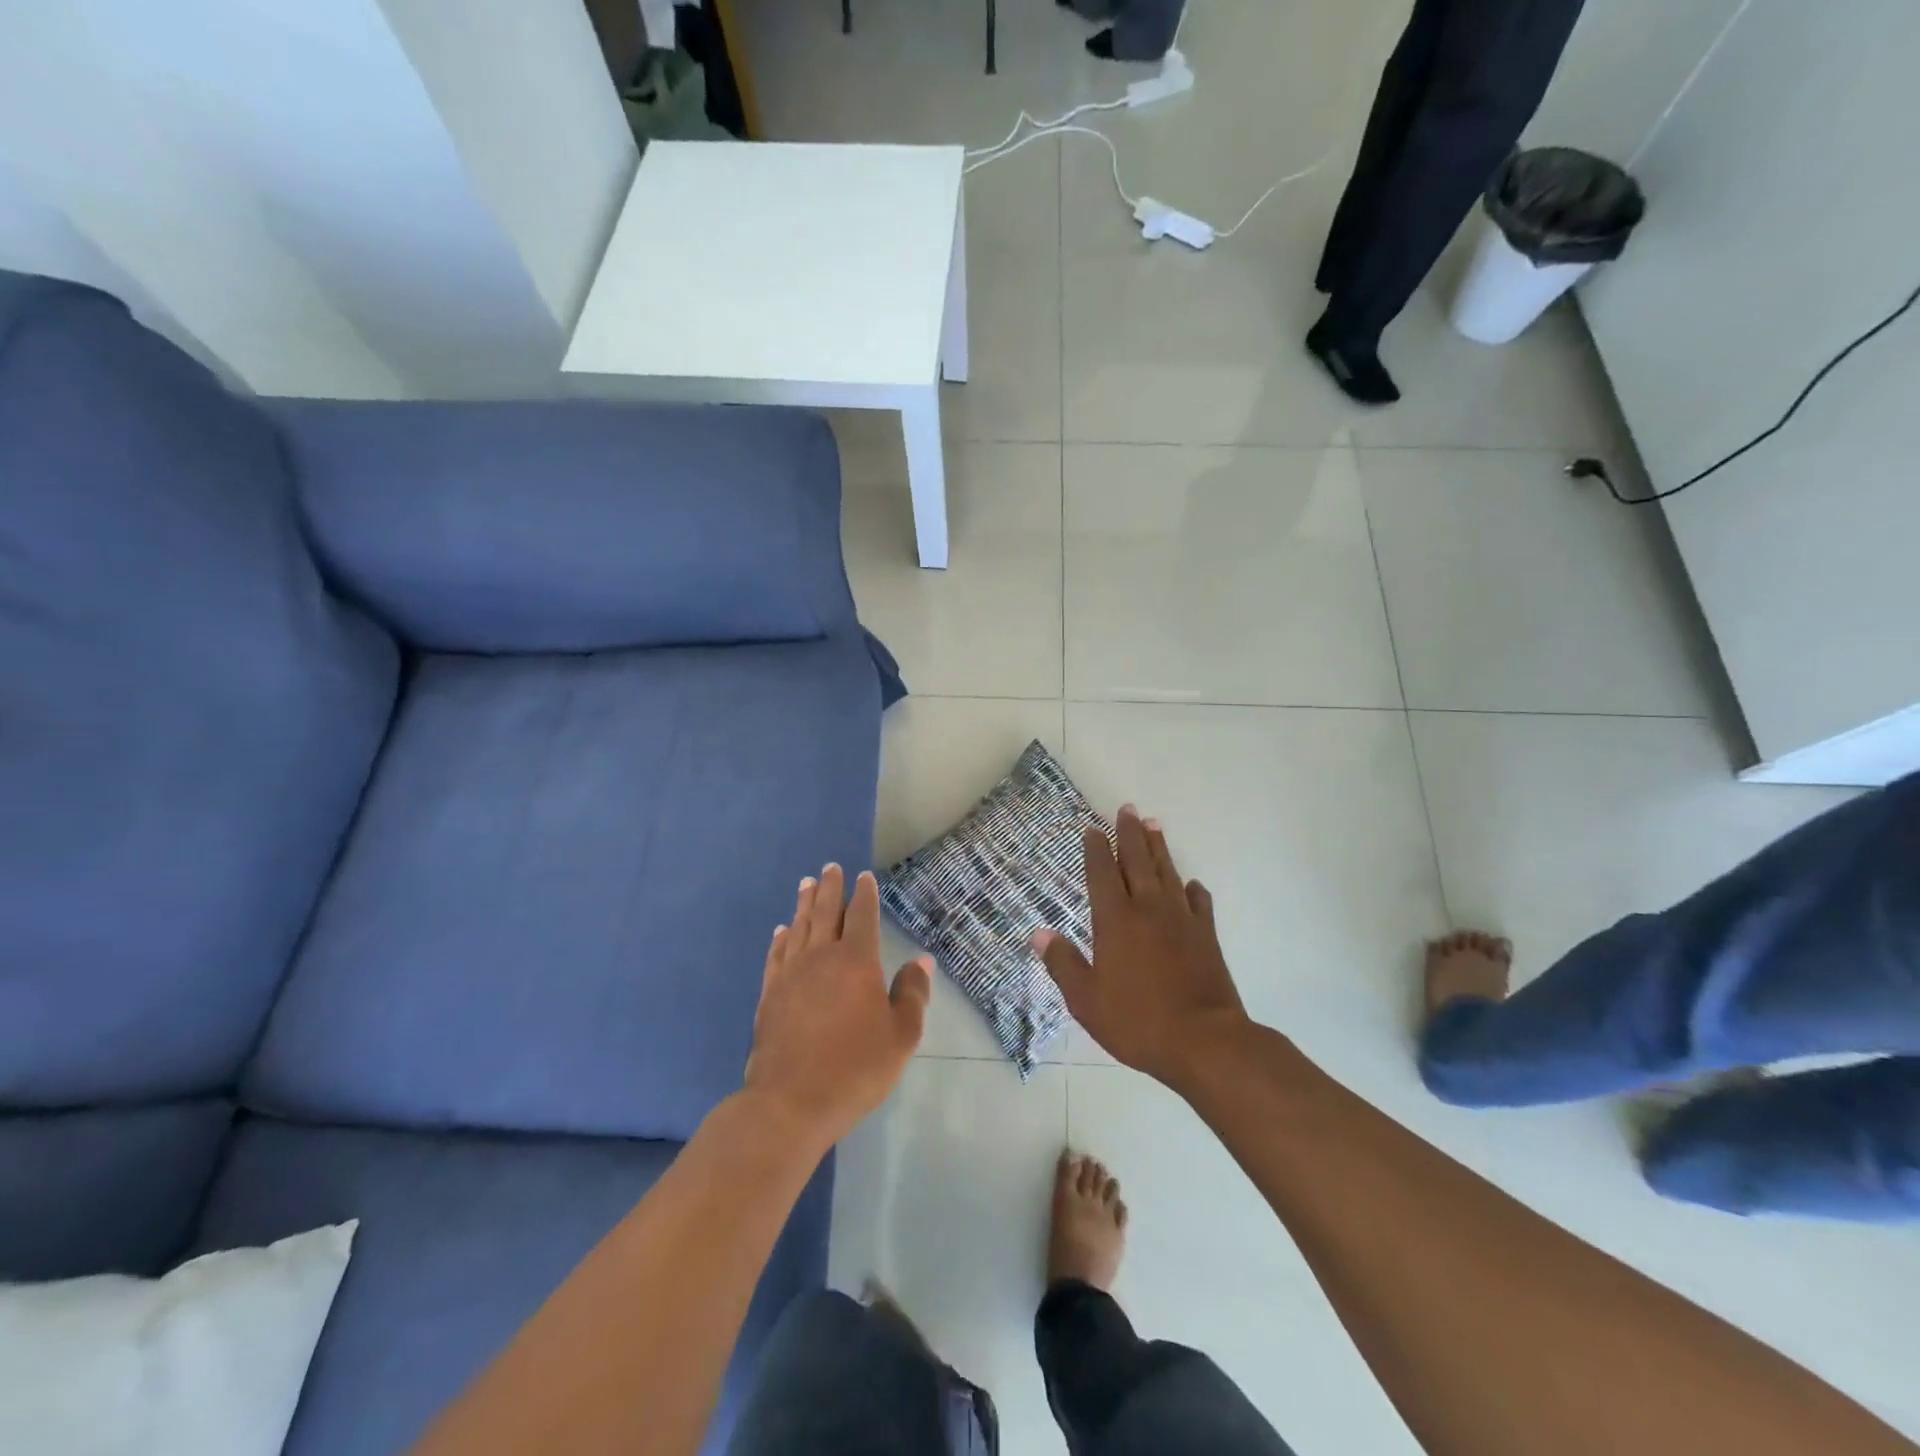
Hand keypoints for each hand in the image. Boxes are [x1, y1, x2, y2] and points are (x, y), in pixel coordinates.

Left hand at [743, 864, 931, 1151]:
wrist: (790, 1102)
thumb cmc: (855, 1068)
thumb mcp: (900, 1037)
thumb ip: (912, 994)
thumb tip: (920, 961)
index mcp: (856, 961)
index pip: (861, 916)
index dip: (864, 894)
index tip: (864, 877)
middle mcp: (821, 957)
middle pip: (825, 912)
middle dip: (829, 888)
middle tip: (829, 867)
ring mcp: (790, 975)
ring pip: (798, 928)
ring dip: (803, 904)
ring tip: (806, 884)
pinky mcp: (769, 994)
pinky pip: (776, 955)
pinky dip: (780, 938)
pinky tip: (781, 931)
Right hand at [1033, 806, 1250, 1092]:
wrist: (1205, 1042)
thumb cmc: (1138, 1021)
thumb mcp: (1086, 1000)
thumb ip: (1063, 963)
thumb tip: (1038, 934)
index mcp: (1115, 921)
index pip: (1102, 873)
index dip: (1096, 849)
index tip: (1093, 828)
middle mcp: (1148, 910)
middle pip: (1137, 861)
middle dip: (1129, 834)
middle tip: (1127, 809)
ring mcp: (1181, 920)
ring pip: (1167, 873)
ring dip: (1159, 848)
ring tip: (1153, 825)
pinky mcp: (1207, 936)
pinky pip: (1199, 904)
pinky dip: (1193, 890)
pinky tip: (1191, 885)